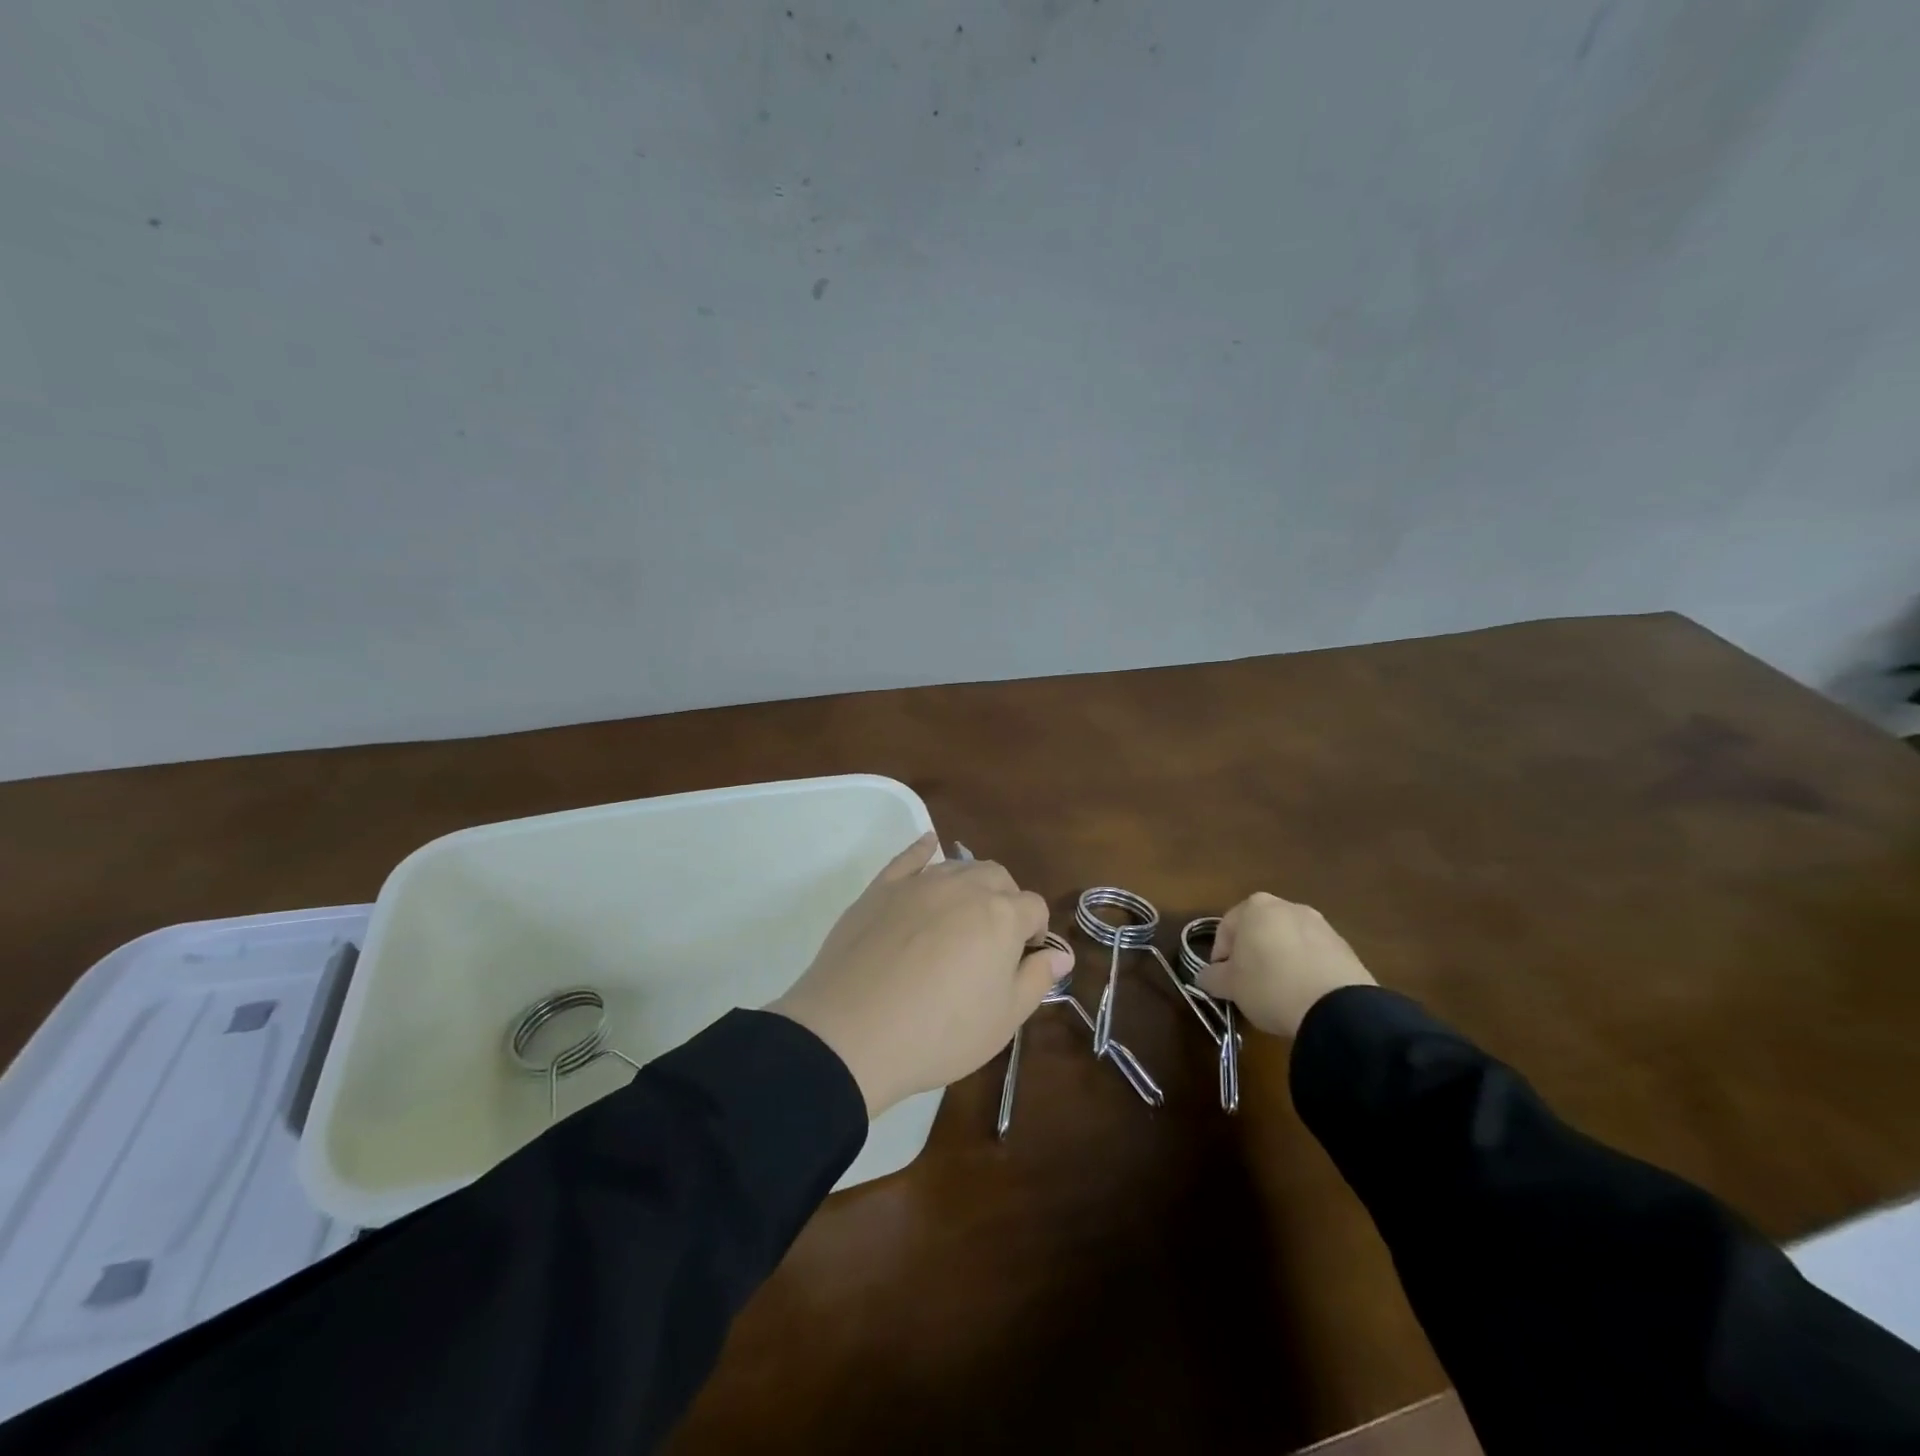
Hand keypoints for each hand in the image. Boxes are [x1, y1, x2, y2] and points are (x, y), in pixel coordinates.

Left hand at [768, 833, 1070, 1115]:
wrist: (852, 1034)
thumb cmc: (939, 1033)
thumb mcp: (1003, 1020)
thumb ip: (1037, 979)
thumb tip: (1061, 954)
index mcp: (1001, 915)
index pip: (1033, 908)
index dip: (1034, 934)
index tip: (1023, 961)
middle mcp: (964, 886)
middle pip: (998, 878)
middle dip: (1006, 902)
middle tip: (993, 944)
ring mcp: (919, 883)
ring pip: (958, 867)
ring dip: (971, 884)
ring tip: (963, 917)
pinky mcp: (881, 888)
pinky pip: (909, 857)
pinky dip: (924, 849)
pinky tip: (930, 845)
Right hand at [1195, 892, 1374, 1037]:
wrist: (1336, 1007)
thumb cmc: (1269, 985)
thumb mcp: (1230, 986)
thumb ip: (1212, 977)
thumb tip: (1205, 976)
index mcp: (1254, 907)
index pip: (1226, 929)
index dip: (1220, 957)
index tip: (1223, 981)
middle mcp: (1287, 906)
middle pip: (1258, 931)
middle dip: (1251, 954)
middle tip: (1248, 984)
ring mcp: (1320, 924)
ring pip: (1287, 941)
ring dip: (1279, 961)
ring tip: (1279, 992)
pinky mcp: (1344, 947)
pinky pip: (1313, 955)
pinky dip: (1305, 969)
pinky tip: (1304, 995)